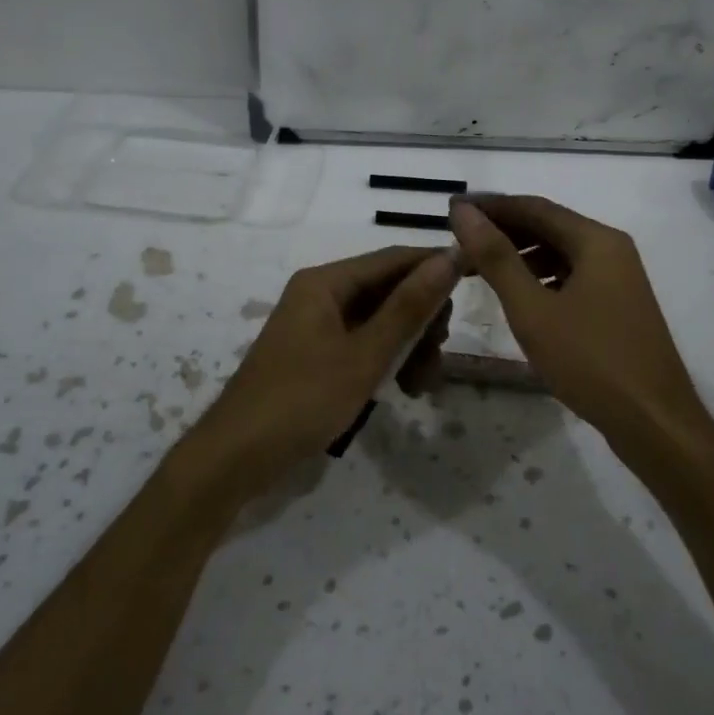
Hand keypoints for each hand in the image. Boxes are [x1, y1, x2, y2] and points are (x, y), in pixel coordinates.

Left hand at [186, 245, 460, 500]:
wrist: (236, 458)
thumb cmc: (302, 400)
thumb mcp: (365, 355)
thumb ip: (409, 307)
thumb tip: (448, 257)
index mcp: (326, 282)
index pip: (395, 258)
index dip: (436, 266)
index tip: (477, 280)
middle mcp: (321, 294)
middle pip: (389, 290)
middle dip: (421, 321)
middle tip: (437, 358)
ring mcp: (316, 325)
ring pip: (380, 321)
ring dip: (408, 346)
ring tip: (420, 387)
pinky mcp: (316, 354)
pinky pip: (363, 343)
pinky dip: (385, 361)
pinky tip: (400, 389)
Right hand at [449, 197, 702, 442]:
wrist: (654, 423)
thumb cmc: (590, 361)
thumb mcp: (532, 309)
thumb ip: (496, 257)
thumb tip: (463, 212)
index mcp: (596, 241)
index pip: (534, 207)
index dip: (490, 206)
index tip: (451, 211)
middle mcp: (611, 249)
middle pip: (548, 226)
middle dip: (502, 232)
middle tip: (458, 243)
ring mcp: (619, 279)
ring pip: (559, 253)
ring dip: (519, 256)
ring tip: (478, 271)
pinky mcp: (618, 306)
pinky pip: (571, 277)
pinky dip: (540, 279)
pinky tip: (518, 297)